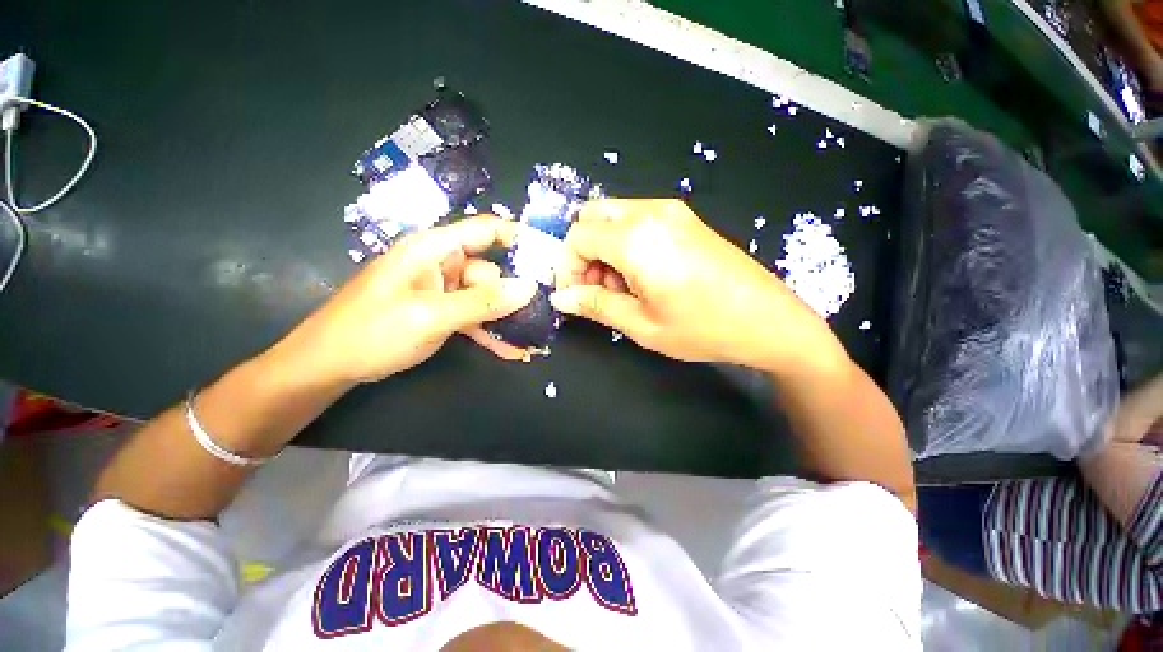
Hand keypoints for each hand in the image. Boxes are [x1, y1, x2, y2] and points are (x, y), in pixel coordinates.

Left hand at [274, 216, 537, 384]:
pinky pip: (475, 316)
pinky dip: (490, 331)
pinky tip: (510, 350)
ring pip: (486, 297)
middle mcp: (441, 264)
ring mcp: (443, 290)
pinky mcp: (442, 312)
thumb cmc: (372, 331)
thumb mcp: (431, 315)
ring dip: (506, 318)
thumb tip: (530, 287)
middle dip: (514, 293)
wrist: (329, 366)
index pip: (485, 230)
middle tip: (541, 316)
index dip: (519, 238)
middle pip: (491, 270)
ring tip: (531, 339)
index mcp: (434, 249)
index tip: (550, 257)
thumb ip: (483, 301)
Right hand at [551, 199, 837, 369]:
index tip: (577, 296)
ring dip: (604, 249)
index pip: (577, 237)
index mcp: (636, 239)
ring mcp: (671, 211)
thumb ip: (595, 305)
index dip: (568, 268)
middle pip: (592, 218)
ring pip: (613, 217)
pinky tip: (643, 275)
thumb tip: (560, 298)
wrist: (769, 320)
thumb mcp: (641, 324)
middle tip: (598, 290)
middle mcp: (651, 213)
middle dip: (584, 254)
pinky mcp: (685, 218)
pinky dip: (625, 243)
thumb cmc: (702, 328)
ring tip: (624, 288)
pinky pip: (637, 220)